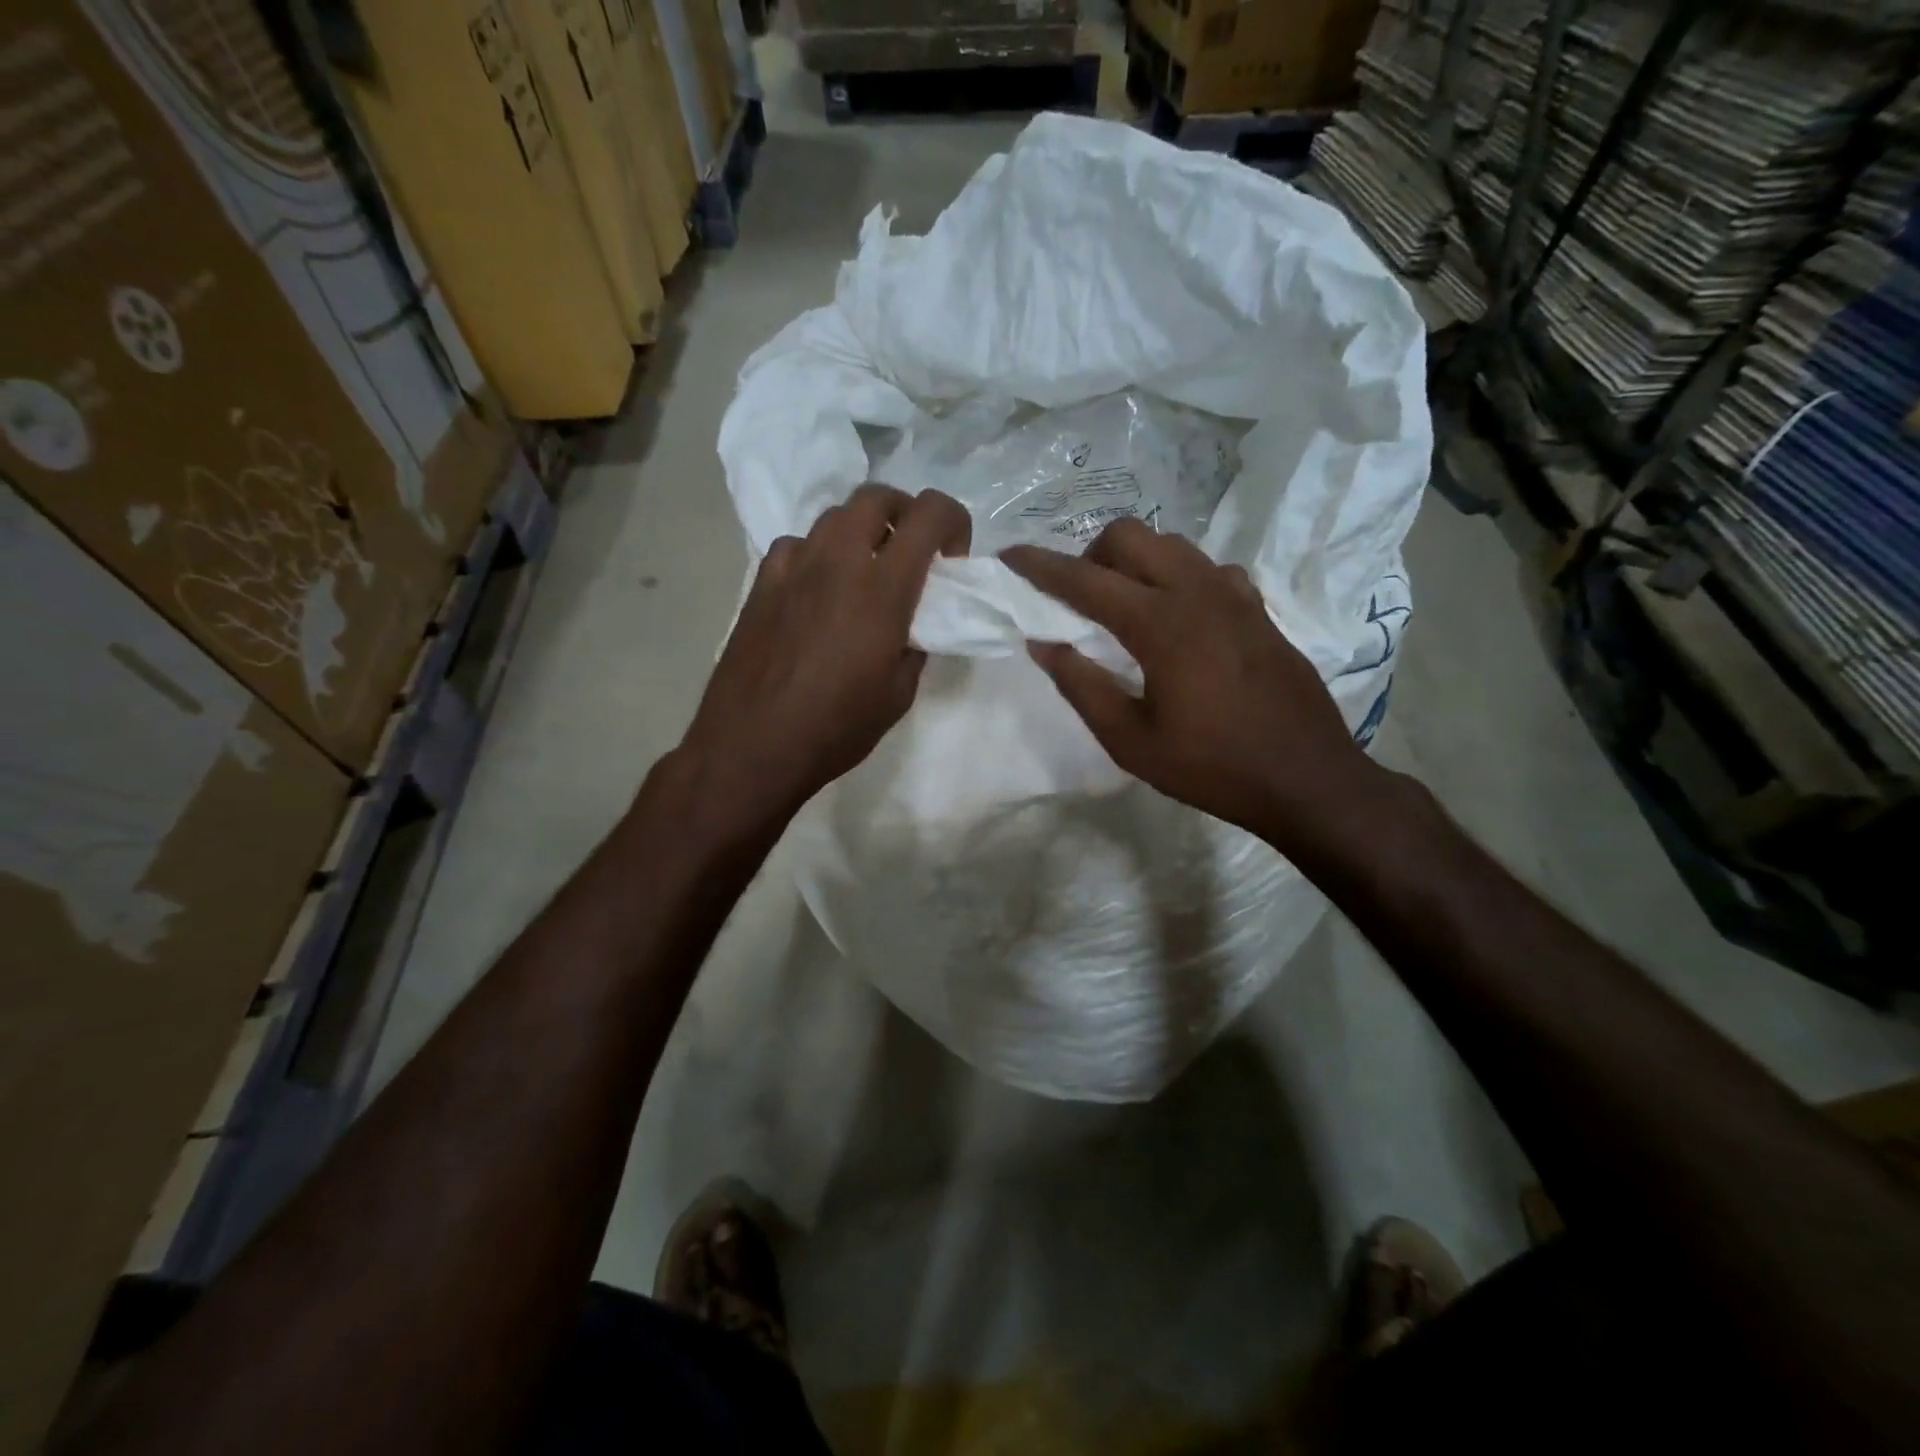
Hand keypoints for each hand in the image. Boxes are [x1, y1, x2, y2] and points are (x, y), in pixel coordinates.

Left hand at [677, 484, 970, 833]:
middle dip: (905, 513)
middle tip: (911, 555)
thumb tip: (916, 621)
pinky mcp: (762, 581)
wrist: (752, 746)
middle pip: (877, 496)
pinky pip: (797, 545)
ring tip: (864, 572)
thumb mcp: (899, 693)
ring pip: (834, 516)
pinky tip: (817, 591)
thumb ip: (916, 644)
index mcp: (882, 589)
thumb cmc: (836, 728)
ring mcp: (794, 566)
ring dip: (861, 531)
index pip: (930, 514)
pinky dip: (818, 554)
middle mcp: (838, 561)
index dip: (954, 520)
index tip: (952, 558)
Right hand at [1001, 520, 1377, 850]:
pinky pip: (1207, 568)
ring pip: (1170, 544)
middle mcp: (1197, 592)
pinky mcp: (1257, 608)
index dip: (1040, 566)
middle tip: (1081, 600)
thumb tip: (1044, 643)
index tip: (1009, 556)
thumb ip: (1082, 686)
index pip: (1085, 579)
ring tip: (1125, 608)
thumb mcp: (1130, 741)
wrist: (1306, 778)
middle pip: (1130, 535)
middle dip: (1091, 554)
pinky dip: (1177, 577)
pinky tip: (1178, 619)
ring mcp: (1234, 594)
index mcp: (1160, 624)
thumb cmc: (1212, 767)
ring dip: (1135, 562)